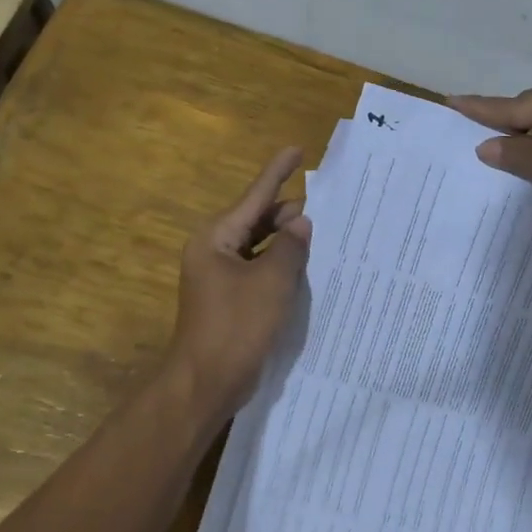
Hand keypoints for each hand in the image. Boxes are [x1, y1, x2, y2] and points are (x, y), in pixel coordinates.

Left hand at [165, 145, 312, 421]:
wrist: (206, 382)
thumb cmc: (236, 326)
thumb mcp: (271, 282)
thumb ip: (289, 247)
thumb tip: (300, 222)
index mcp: (216, 239)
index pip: (254, 197)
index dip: (278, 173)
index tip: (297, 149)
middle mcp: (214, 251)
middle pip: (256, 221)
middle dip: (287, 212)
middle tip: (325, 204)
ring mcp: (220, 277)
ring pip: (259, 247)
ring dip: (286, 241)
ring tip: (321, 231)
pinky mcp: (230, 300)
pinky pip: (258, 270)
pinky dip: (280, 265)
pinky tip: (305, 266)